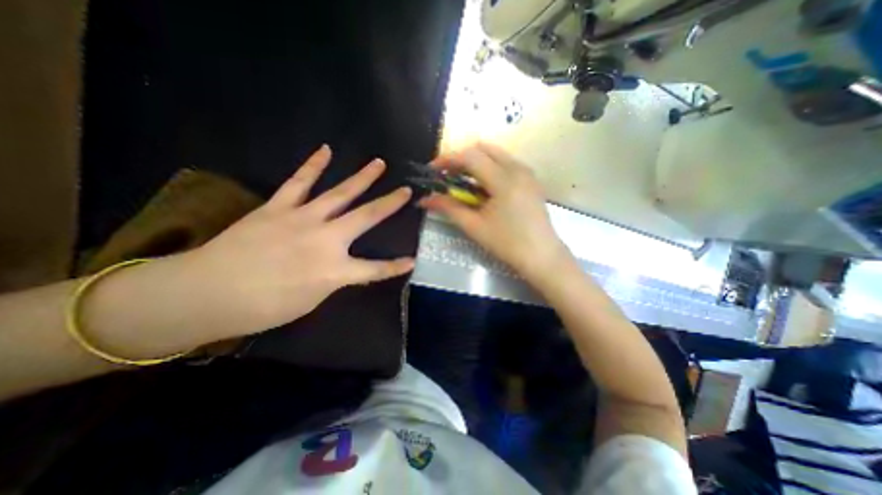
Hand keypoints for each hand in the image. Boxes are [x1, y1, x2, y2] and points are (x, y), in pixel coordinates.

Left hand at [188, 145, 413, 333]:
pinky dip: (313, 165)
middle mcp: (325, 239)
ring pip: (339, 194)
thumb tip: (343, 267)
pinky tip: (326, 150)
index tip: (412, 260)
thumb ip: (332, 279)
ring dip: (362, 178)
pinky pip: (299, 182)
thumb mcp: (310, 300)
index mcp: (334, 270)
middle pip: (366, 218)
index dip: (395, 266)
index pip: (375, 269)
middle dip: (389, 204)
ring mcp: (302, 218)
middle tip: (406, 190)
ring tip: (378, 163)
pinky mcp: (278, 207)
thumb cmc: (262, 308)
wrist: (205, 293)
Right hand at [419, 143, 572, 282]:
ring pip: (495, 154)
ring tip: (462, 182)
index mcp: (503, 179)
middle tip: (447, 176)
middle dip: (461, 158)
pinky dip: (489, 168)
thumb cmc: (507, 243)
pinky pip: (506, 163)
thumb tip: (425, 199)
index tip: (432, 170)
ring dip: (475, 162)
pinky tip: (483, 187)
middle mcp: (517, 168)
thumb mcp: (474, 226)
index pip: (470, 156)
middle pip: (483, 148)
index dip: (447, 159)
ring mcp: (527, 172)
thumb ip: (448, 208)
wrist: (542, 256)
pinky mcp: (531, 180)